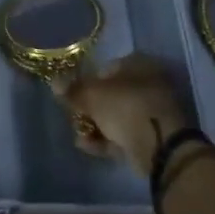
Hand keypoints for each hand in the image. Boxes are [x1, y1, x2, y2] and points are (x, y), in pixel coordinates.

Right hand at [64, 54, 194, 175]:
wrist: (160, 147)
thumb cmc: (126, 107)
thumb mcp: (93, 96)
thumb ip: (73, 90)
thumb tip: (54, 82)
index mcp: (139, 65)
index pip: (108, 67)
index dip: (88, 80)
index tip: (74, 94)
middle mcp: (149, 85)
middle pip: (112, 94)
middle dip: (92, 107)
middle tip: (74, 116)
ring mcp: (152, 112)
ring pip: (118, 116)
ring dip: (97, 125)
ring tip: (78, 134)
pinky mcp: (153, 137)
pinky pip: (124, 136)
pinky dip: (106, 140)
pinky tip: (86, 146)